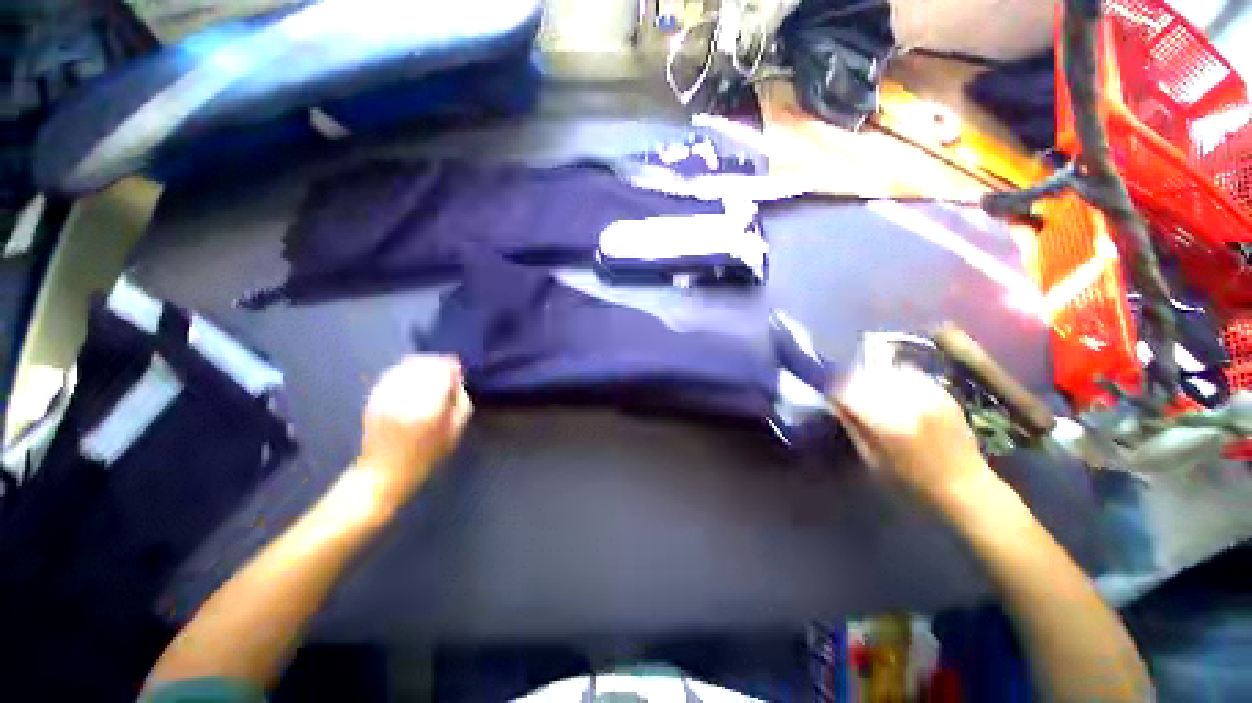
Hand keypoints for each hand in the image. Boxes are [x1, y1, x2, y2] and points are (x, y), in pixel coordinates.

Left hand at [354, 355, 472, 506]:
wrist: (383, 473)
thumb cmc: (425, 456)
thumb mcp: (454, 432)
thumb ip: (461, 402)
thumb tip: (457, 380)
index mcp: (429, 408)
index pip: (443, 372)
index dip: (452, 366)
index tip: (458, 369)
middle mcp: (406, 397)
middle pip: (425, 365)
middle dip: (438, 363)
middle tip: (447, 370)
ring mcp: (386, 396)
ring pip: (408, 366)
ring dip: (422, 364)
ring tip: (430, 372)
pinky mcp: (374, 397)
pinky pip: (393, 373)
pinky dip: (405, 370)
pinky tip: (412, 378)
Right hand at [831, 364, 996, 508]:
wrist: (966, 488)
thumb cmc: (912, 483)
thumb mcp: (872, 461)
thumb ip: (852, 426)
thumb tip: (834, 401)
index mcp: (888, 424)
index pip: (848, 390)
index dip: (834, 389)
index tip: (829, 395)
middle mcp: (908, 404)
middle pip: (866, 376)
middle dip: (851, 382)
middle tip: (847, 393)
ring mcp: (929, 395)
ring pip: (886, 371)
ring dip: (872, 378)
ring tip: (869, 391)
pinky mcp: (942, 393)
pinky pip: (909, 375)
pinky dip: (894, 378)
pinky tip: (893, 391)